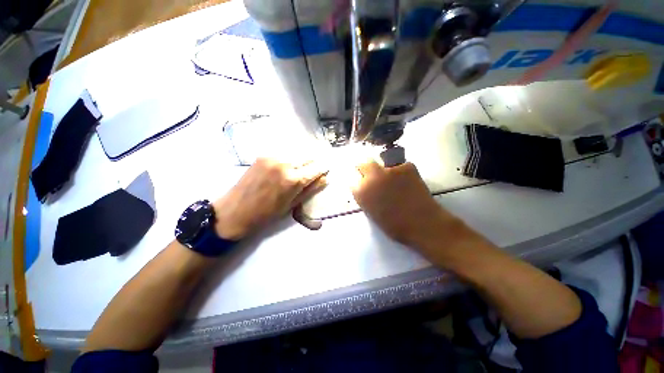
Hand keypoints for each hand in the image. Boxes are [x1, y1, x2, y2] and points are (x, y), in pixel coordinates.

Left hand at [213, 158, 326, 239]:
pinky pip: (283, 154)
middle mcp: (285, 164)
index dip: (323, 169)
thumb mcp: (292, 205)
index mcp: (293, 179)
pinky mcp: (263, 155)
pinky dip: (289, 160)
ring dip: (301, 161)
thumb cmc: (267, 214)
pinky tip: (285, 168)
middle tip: (312, 172)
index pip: (316, 168)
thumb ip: (310, 189)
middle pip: (307, 157)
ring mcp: (272, 157)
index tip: (325, 171)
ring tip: (298, 171)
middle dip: (312, 164)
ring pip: (296, 154)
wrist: (235, 211)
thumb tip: (325, 179)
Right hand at [352, 160, 464, 252]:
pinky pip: (401, 165)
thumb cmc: (395, 225)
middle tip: (375, 175)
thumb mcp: (371, 212)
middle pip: (363, 164)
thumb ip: (365, 197)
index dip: (360, 181)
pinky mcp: (406, 166)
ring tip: (396, 180)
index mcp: (361, 192)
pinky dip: (403, 172)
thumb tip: (367, 188)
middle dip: (367, 168)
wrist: (421, 224)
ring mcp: (389, 170)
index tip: (364, 183)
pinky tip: (409, 182)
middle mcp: (371, 177)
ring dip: (385, 170)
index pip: (353, 179)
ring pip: (382, 162)